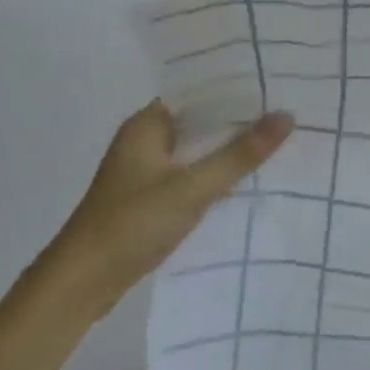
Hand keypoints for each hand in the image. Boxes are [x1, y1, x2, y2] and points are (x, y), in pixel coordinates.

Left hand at [59, 101, 293, 299]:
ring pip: (196, 151)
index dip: (236, 88)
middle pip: (200, 122)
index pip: (199, 92)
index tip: (276, 85)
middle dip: (238, 121)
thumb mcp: (193, 187)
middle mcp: (145, 140)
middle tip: (287, 114)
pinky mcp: (148, 199)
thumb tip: (286, 116)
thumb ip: (240, 154)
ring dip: (227, 151)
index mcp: (148, 124)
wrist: (82, 283)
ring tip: (277, 143)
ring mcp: (145, 171)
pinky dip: (213, 176)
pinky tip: (245, 181)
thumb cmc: (133, 223)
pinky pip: (190, 176)